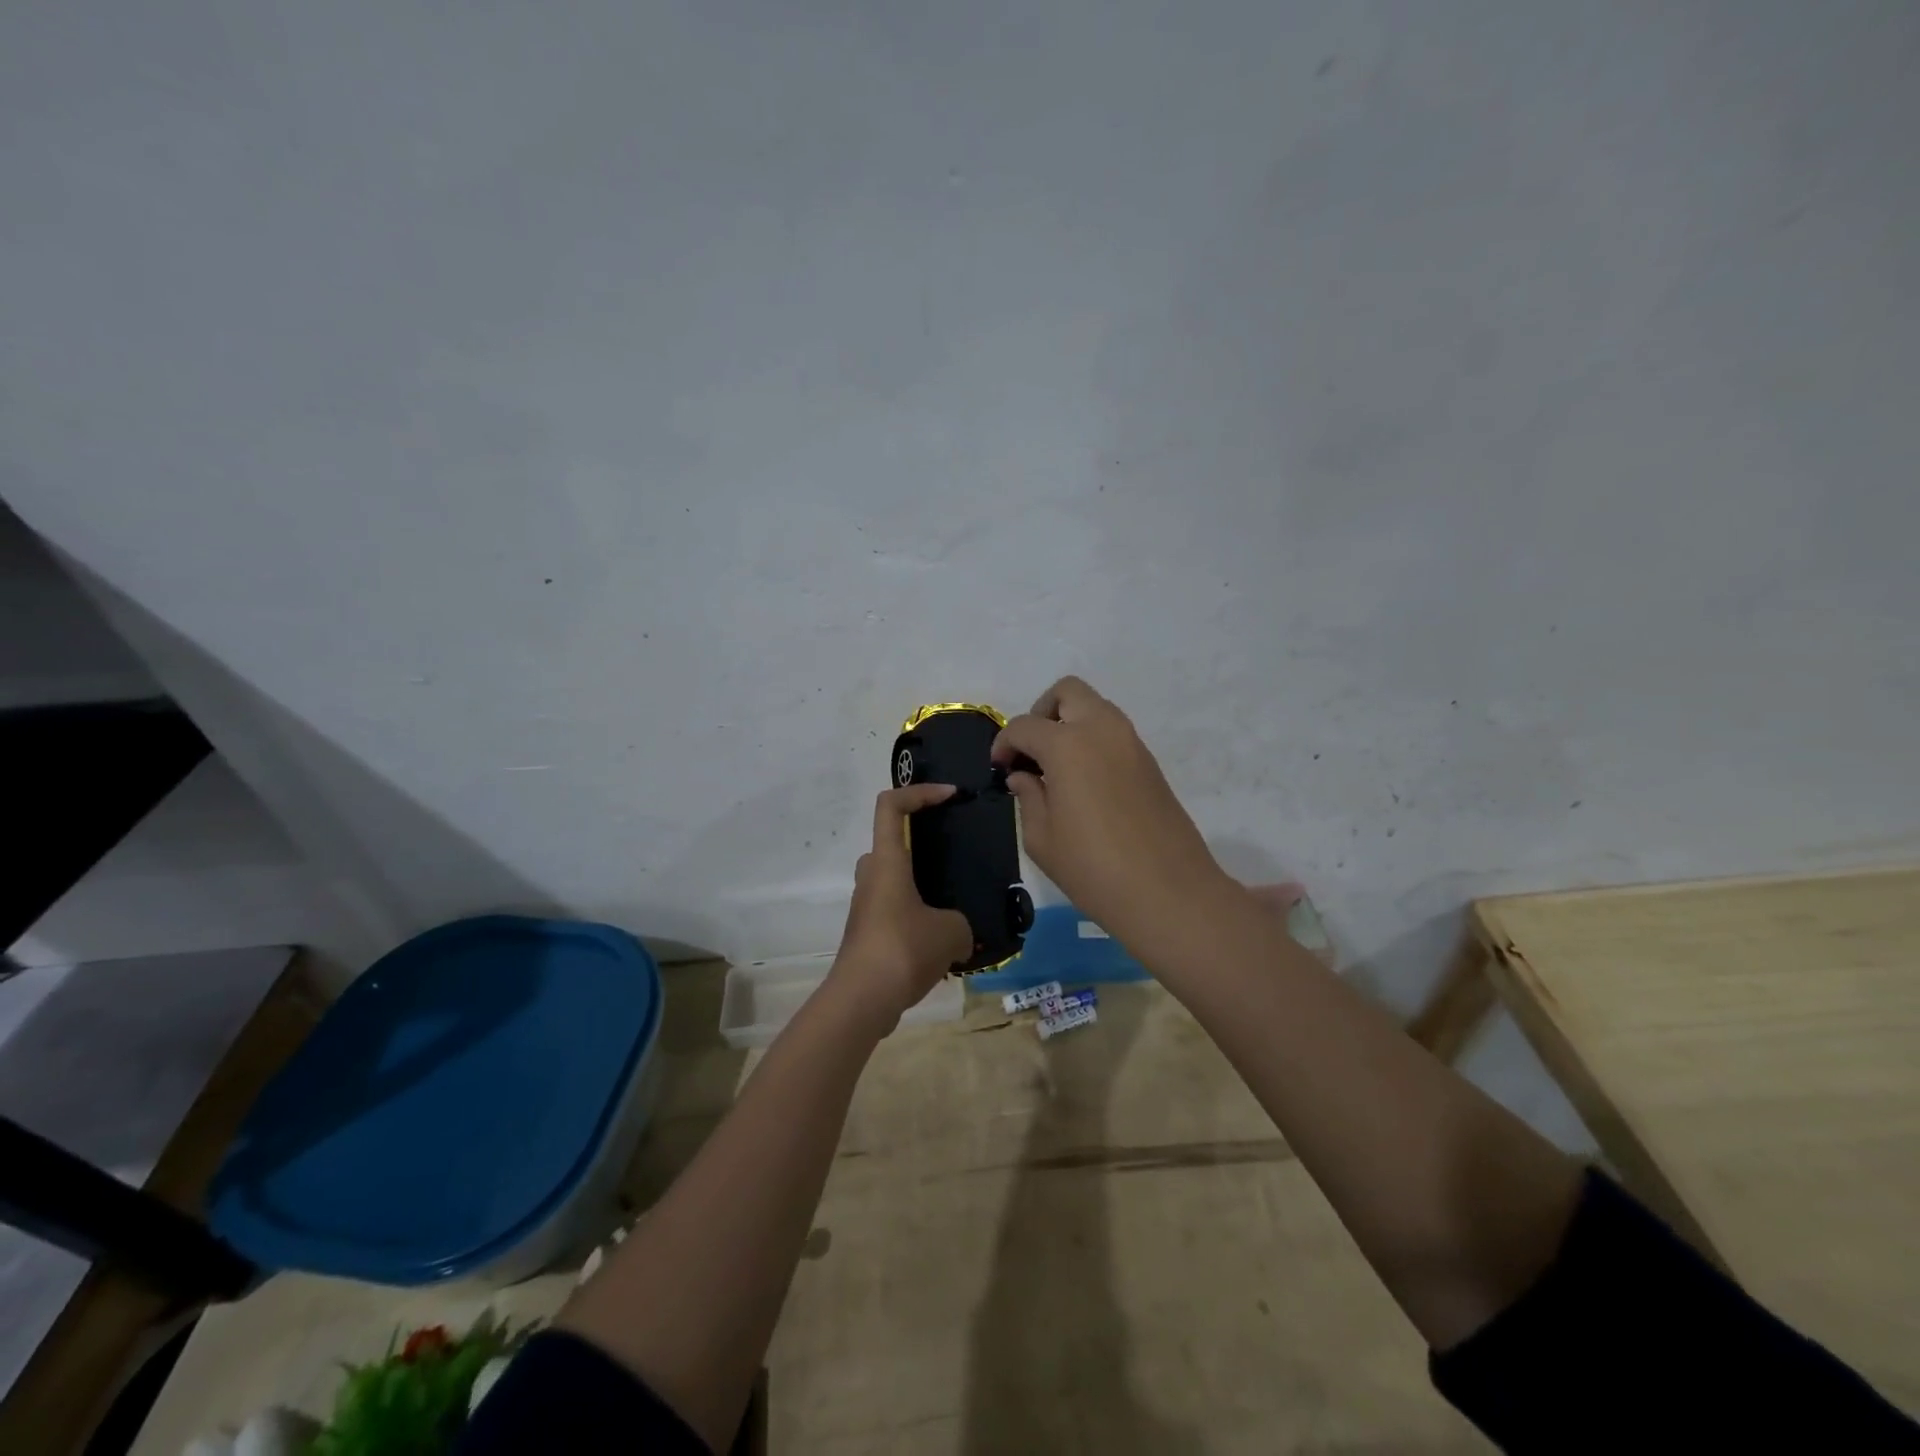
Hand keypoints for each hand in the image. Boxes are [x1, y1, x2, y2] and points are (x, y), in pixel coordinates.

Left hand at [828, 784, 972, 1027]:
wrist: (861, 1001)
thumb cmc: (903, 950)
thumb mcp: (952, 932)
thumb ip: (961, 924)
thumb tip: (958, 936)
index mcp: (887, 861)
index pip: (891, 805)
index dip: (919, 792)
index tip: (950, 796)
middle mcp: (871, 876)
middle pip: (891, 842)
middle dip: (922, 845)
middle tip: (954, 858)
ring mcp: (866, 907)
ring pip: (895, 881)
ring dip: (922, 887)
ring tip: (957, 905)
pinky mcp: (867, 934)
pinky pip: (895, 912)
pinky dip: (917, 917)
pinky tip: (944, 942)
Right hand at [992, 676, 1227, 945]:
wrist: (1169, 892)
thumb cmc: (1093, 868)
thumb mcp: (1042, 839)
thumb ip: (1027, 797)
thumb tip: (1023, 776)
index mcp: (1067, 744)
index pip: (1024, 726)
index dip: (1004, 744)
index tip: (999, 769)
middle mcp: (1101, 729)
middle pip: (1067, 692)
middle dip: (1042, 712)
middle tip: (1032, 751)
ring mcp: (1131, 742)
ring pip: (1095, 708)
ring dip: (1070, 724)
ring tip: (1056, 768)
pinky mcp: (1150, 761)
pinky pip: (1113, 733)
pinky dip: (1092, 741)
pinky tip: (1084, 782)